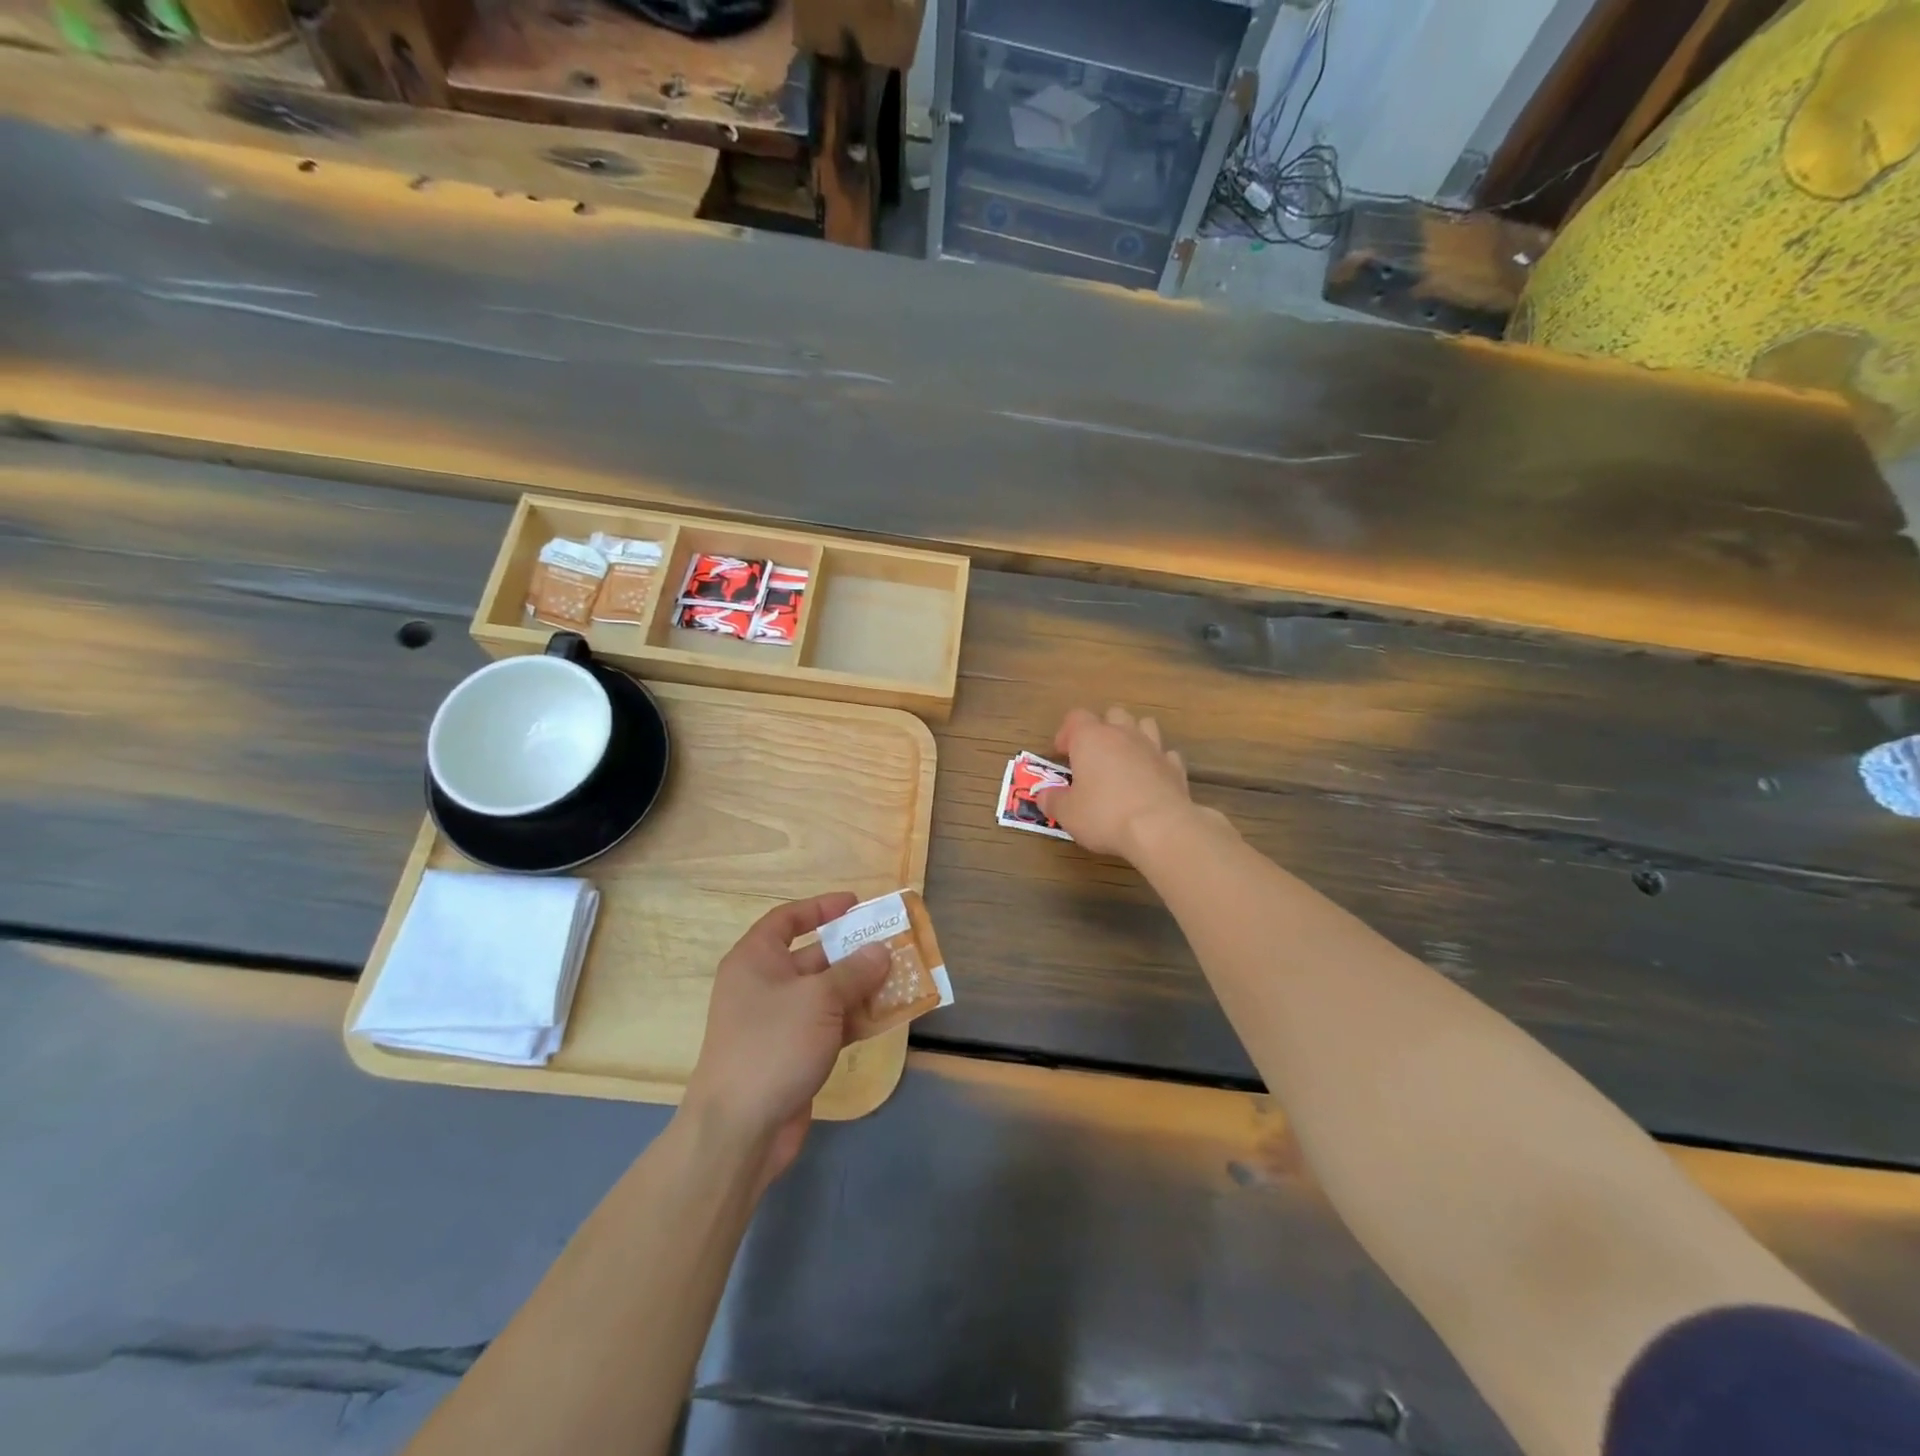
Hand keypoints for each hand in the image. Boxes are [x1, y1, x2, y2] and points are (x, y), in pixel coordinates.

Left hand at [681, 893, 890, 1188]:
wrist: (739, 1129)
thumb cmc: (773, 1044)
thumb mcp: (819, 999)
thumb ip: (854, 971)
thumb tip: (880, 950)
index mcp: (755, 960)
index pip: (787, 919)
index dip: (820, 908)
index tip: (855, 905)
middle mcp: (763, 985)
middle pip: (812, 956)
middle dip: (852, 951)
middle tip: (892, 944)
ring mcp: (777, 1022)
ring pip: (825, 993)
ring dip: (860, 987)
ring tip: (900, 978)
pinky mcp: (791, 1053)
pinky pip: (828, 1024)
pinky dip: (854, 1018)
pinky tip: (886, 1016)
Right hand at [1037, 706, 1225, 860]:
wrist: (1160, 828)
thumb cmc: (1104, 815)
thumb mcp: (1067, 814)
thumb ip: (1053, 800)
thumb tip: (1044, 795)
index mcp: (1091, 738)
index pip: (1075, 717)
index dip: (1066, 733)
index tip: (1062, 754)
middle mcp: (1123, 734)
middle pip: (1113, 714)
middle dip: (1102, 729)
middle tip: (1093, 756)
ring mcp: (1153, 748)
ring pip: (1144, 725)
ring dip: (1133, 736)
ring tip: (1124, 760)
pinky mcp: (1176, 767)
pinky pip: (1165, 754)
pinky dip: (1156, 762)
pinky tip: (1151, 779)